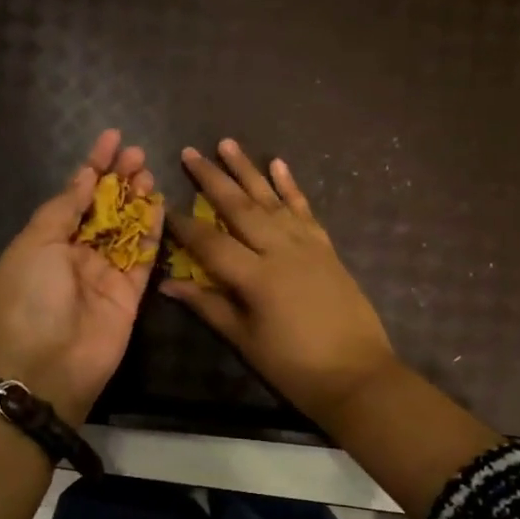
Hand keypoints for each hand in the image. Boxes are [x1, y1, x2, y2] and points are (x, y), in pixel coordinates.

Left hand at [0, 129, 161, 423]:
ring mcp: (105, 274)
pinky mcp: (130, 295)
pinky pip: (144, 257)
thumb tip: (85, 176)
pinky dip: (153, 232)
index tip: (112, 138)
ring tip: (150, 172)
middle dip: (119, 179)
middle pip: (103, 209)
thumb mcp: (36, 245)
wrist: (45, 367)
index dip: (93, 165)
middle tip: (139, 154)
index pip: (74, 194)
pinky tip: (161, 206)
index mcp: (47, 240)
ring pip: (126, 229)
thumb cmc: (29, 300)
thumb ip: (64, 209)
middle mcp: (77, 254)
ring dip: (137, 200)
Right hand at [161, 139, 399, 429]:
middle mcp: (280, 250)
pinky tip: (279, 165)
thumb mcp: (245, 341)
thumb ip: (208, 306)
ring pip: (271, 199)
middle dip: (212, 179)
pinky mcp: (326, 249)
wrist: (357, 375)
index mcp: (256, 277)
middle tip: (190, 152)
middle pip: (240, 207)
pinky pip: (305, 210)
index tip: (162, 205)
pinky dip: (291, 187)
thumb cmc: (294, 366)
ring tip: (228, 143)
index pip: (210, 242)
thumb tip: (168, 284)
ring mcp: (307, 245)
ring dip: (248, 170)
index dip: (183, 225)